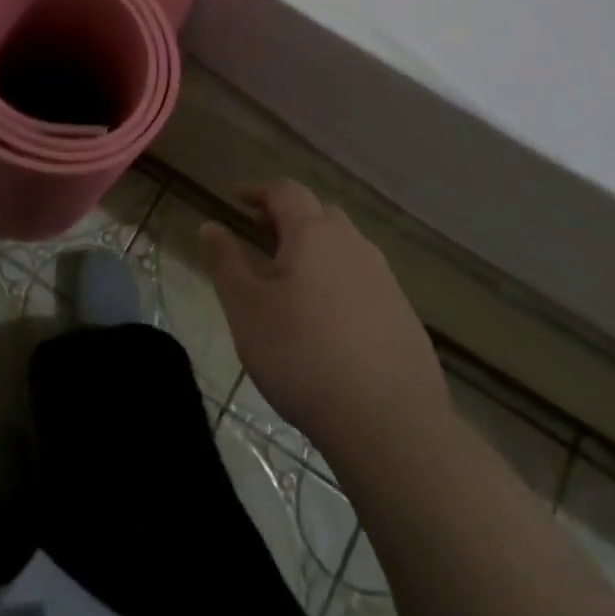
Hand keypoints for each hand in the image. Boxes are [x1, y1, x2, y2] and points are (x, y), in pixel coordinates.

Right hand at [200, 180, 448, 450]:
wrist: (391, 424)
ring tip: (291, 276)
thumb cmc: (302, 356)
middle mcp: (354, 245)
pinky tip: (328, 317)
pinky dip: (339, 280)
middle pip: (320, 214)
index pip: (286, 192)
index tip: (237, 198)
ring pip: (345, 247)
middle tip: (261, 233)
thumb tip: (210, 225)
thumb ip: (225, 262)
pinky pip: (364, 280)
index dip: (259, 191)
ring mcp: (385, 280)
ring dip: (316, 249)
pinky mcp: (404, 316)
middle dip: (288, 217)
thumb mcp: (246, 309)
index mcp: (314, 234)